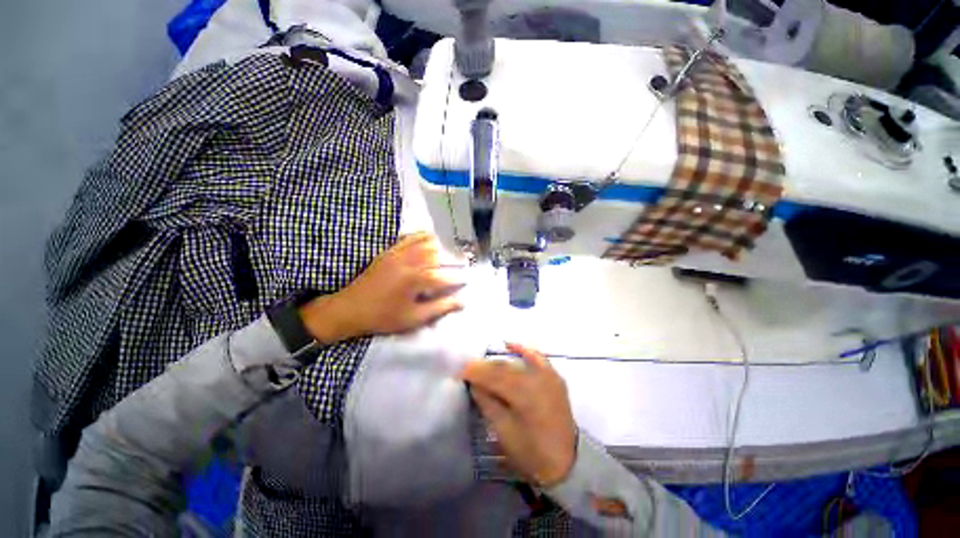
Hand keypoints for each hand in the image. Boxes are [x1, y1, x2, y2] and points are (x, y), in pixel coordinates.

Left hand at [300, 233, 464, 342]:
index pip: (446, 277)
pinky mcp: (390, 251)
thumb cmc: (384, 316)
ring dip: (439, 247)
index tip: (467, 280)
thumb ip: (440, 308)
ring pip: (426, 242)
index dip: (459, 279)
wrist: (350, 308)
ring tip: (446, 254)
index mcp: (417, 280)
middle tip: (460, 264)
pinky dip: (423, 237)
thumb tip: (462, 301)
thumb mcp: (414, 318)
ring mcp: (399, 254)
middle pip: (438, 254)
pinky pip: (410, 237)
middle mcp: (410, 262)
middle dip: (452, 259)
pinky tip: (429, 241)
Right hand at [461, 343, 577, 486]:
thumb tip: (474, 384)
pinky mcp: (554, 377)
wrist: (567, 462)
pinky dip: (523, 350)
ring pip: (516, 363)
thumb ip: (488, 403)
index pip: (493, 376)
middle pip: (503, 367)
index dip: (475, 372)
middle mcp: (537, 378)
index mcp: (524, 394)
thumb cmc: (531, 452)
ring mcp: (548, 375)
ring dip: (498, 362)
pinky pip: (537, 357)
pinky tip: (510, 344)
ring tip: (483, 365)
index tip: (459, 372)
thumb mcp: (504, 431)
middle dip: (483, 367)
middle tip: (468, 369)